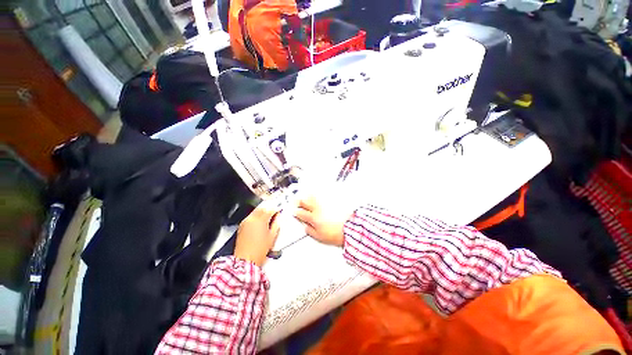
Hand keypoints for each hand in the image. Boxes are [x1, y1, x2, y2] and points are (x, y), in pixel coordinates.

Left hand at [234, 200, 280, 266]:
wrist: (245, 260)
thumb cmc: (259, 251)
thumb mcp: (272, 237)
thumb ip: (276, 224)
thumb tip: (278, 218)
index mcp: (261, 221)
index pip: (270, 210)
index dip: (276, 209)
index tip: (279, 210)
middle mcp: (252, 219)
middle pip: (262, 208)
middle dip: (269, 208)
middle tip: (274, 211)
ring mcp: (246, 222)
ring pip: (256, 211)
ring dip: (263, 211)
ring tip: (268, 215)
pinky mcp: (241, 226)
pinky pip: (250, 216)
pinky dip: (256, 215)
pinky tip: (260, 221)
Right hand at [294, 196, 353, 246]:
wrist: (351, 227)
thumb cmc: (337, 233)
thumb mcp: (320, 237)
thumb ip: (310, 231)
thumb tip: (305, 226)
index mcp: (313, 218)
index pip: (300, 213)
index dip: (296, 212)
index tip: (295, 211)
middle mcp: (318, 208)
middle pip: (304, 201)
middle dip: (298, 201)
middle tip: (296, 201)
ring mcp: (325, 203)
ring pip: (312, 195)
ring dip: (307, 195)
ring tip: (305, 196)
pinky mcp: (332, 199)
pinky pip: (322, 193)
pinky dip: (317, 193)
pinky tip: (316, 193)